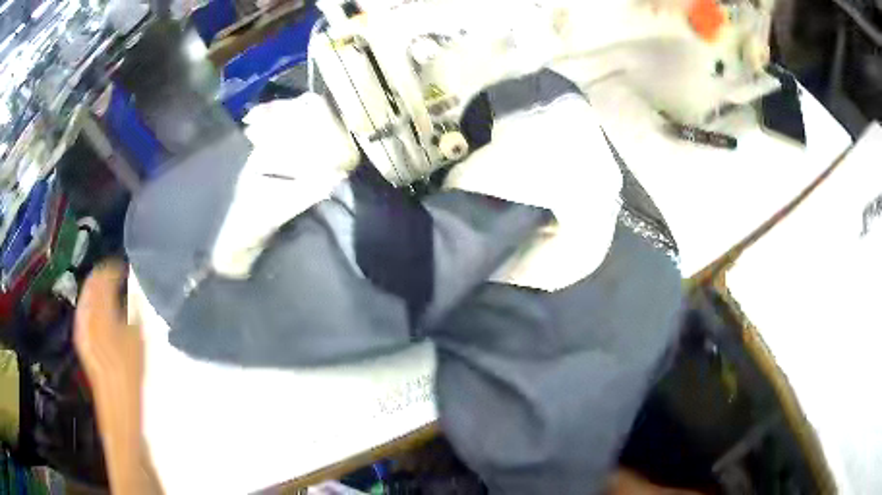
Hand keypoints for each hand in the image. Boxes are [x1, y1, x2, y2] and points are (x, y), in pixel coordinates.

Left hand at [75, 261, 161, 494]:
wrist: (119, 413)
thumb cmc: (132, 378)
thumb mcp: (139, 342)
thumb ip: (134, 312)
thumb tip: (134, 291)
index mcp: (100, 313)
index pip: (102, 277)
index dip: (114, 267)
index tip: (127, 264)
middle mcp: (86, 317)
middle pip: (91, 285)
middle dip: (103, 274)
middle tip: (119, 272)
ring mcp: (82, 331)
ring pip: (85, 298)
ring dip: (96, 289)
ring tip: (110, 287)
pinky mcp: (82, 344)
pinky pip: (84, 313)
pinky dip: (91, 305)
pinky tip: (99, 310)